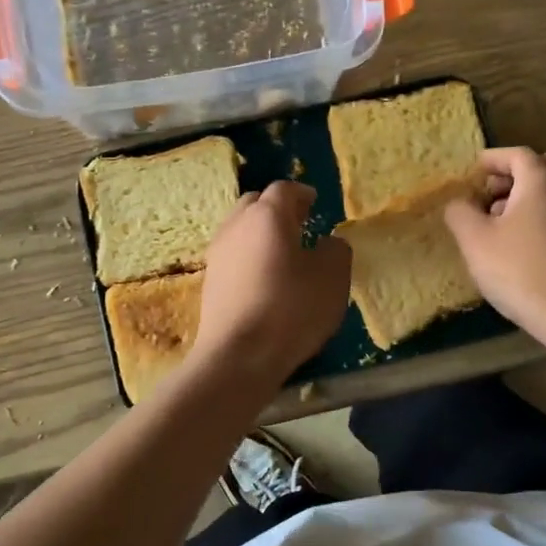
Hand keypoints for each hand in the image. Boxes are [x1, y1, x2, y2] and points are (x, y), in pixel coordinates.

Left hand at [193, 181, 351, 385]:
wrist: (238, 355)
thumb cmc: (291, 310)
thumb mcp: (332, 278)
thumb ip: (336, 250)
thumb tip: (327, 243)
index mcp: (268, 215)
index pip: (283, 189)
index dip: (302, 193)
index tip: (315, 202)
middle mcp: (237, 226)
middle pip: (255, 203)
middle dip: (277, 208)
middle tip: (299, 222)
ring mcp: (218, 253)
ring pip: (240, 228)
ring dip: (260, 232)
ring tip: (283, 251)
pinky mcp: (210, 281)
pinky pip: (233, 255)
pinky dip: (249, 255)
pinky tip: (264, 277)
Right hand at [444, 147, 545, 348]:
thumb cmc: (519, 269)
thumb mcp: (475, 240)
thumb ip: (460, 212)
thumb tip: (459, 202)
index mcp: (542, 179)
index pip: (516, 154)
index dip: (492, 160)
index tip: (473, 172)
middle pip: (543, 167)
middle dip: (515, 176)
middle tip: (491, 194)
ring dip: (530, 197)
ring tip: (503, 223)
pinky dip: (545, 216)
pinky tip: (525, 243)